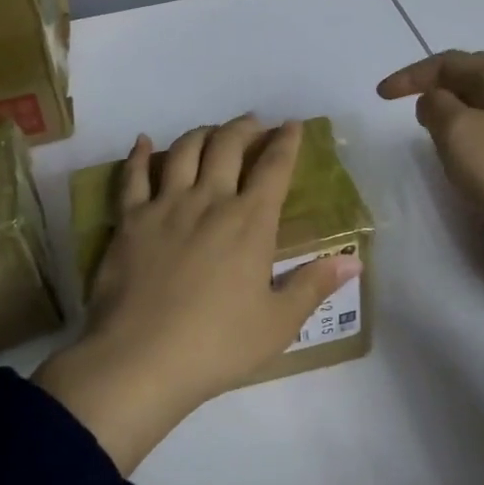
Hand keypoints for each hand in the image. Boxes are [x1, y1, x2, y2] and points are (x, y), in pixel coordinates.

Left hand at [33, 117, 362, 473]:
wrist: (141, 360)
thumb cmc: (217, 345)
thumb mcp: (278, 324)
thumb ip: (314, 286)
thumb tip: (354, 262)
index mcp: (250, 222)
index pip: (275, 167)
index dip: (287, 142)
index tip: (292, 125)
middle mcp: (209, 201)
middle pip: (228, 145)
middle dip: (244, 128)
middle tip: (253, 124)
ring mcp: (165, 206)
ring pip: (183, 151)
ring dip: (201, 134)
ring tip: (210, 133)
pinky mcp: (129, 221)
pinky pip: (133, 176)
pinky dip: (138, 154)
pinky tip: (142, 142)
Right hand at [378, 50, 483, 377]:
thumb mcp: (460, 133)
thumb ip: (437, 106)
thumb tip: (435, 100)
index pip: (451, 61)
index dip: (412, 74)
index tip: (381, 96)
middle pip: (472, 78)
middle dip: (435, 86)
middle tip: (405, 106)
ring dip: (452, 112)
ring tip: (429, 132)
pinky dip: (470, 137)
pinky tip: (464, 160)